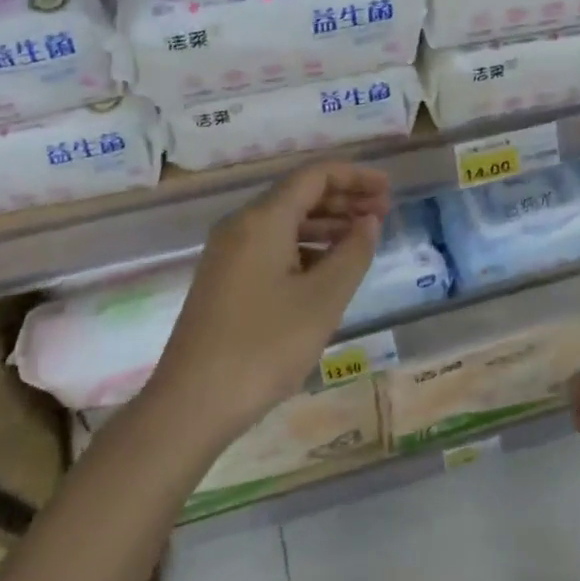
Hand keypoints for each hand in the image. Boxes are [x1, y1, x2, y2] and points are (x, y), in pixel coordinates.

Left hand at [151, 161, 391, 441]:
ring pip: (284, 222)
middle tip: (383, 212)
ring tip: (362, 238)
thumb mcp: (323, 300)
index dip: (355, 176)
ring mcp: (228, 253)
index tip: (388, 189)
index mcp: (263, 219)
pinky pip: (271, 246)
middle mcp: (241, 225)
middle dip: (343, 199)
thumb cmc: (264, 347)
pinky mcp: (224, 280)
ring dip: (326, 224)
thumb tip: (367, 222)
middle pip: (298, 195)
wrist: (191, 404)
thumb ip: (353, 253)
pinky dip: (305, 247)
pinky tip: (327, 269)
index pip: (314, 176)